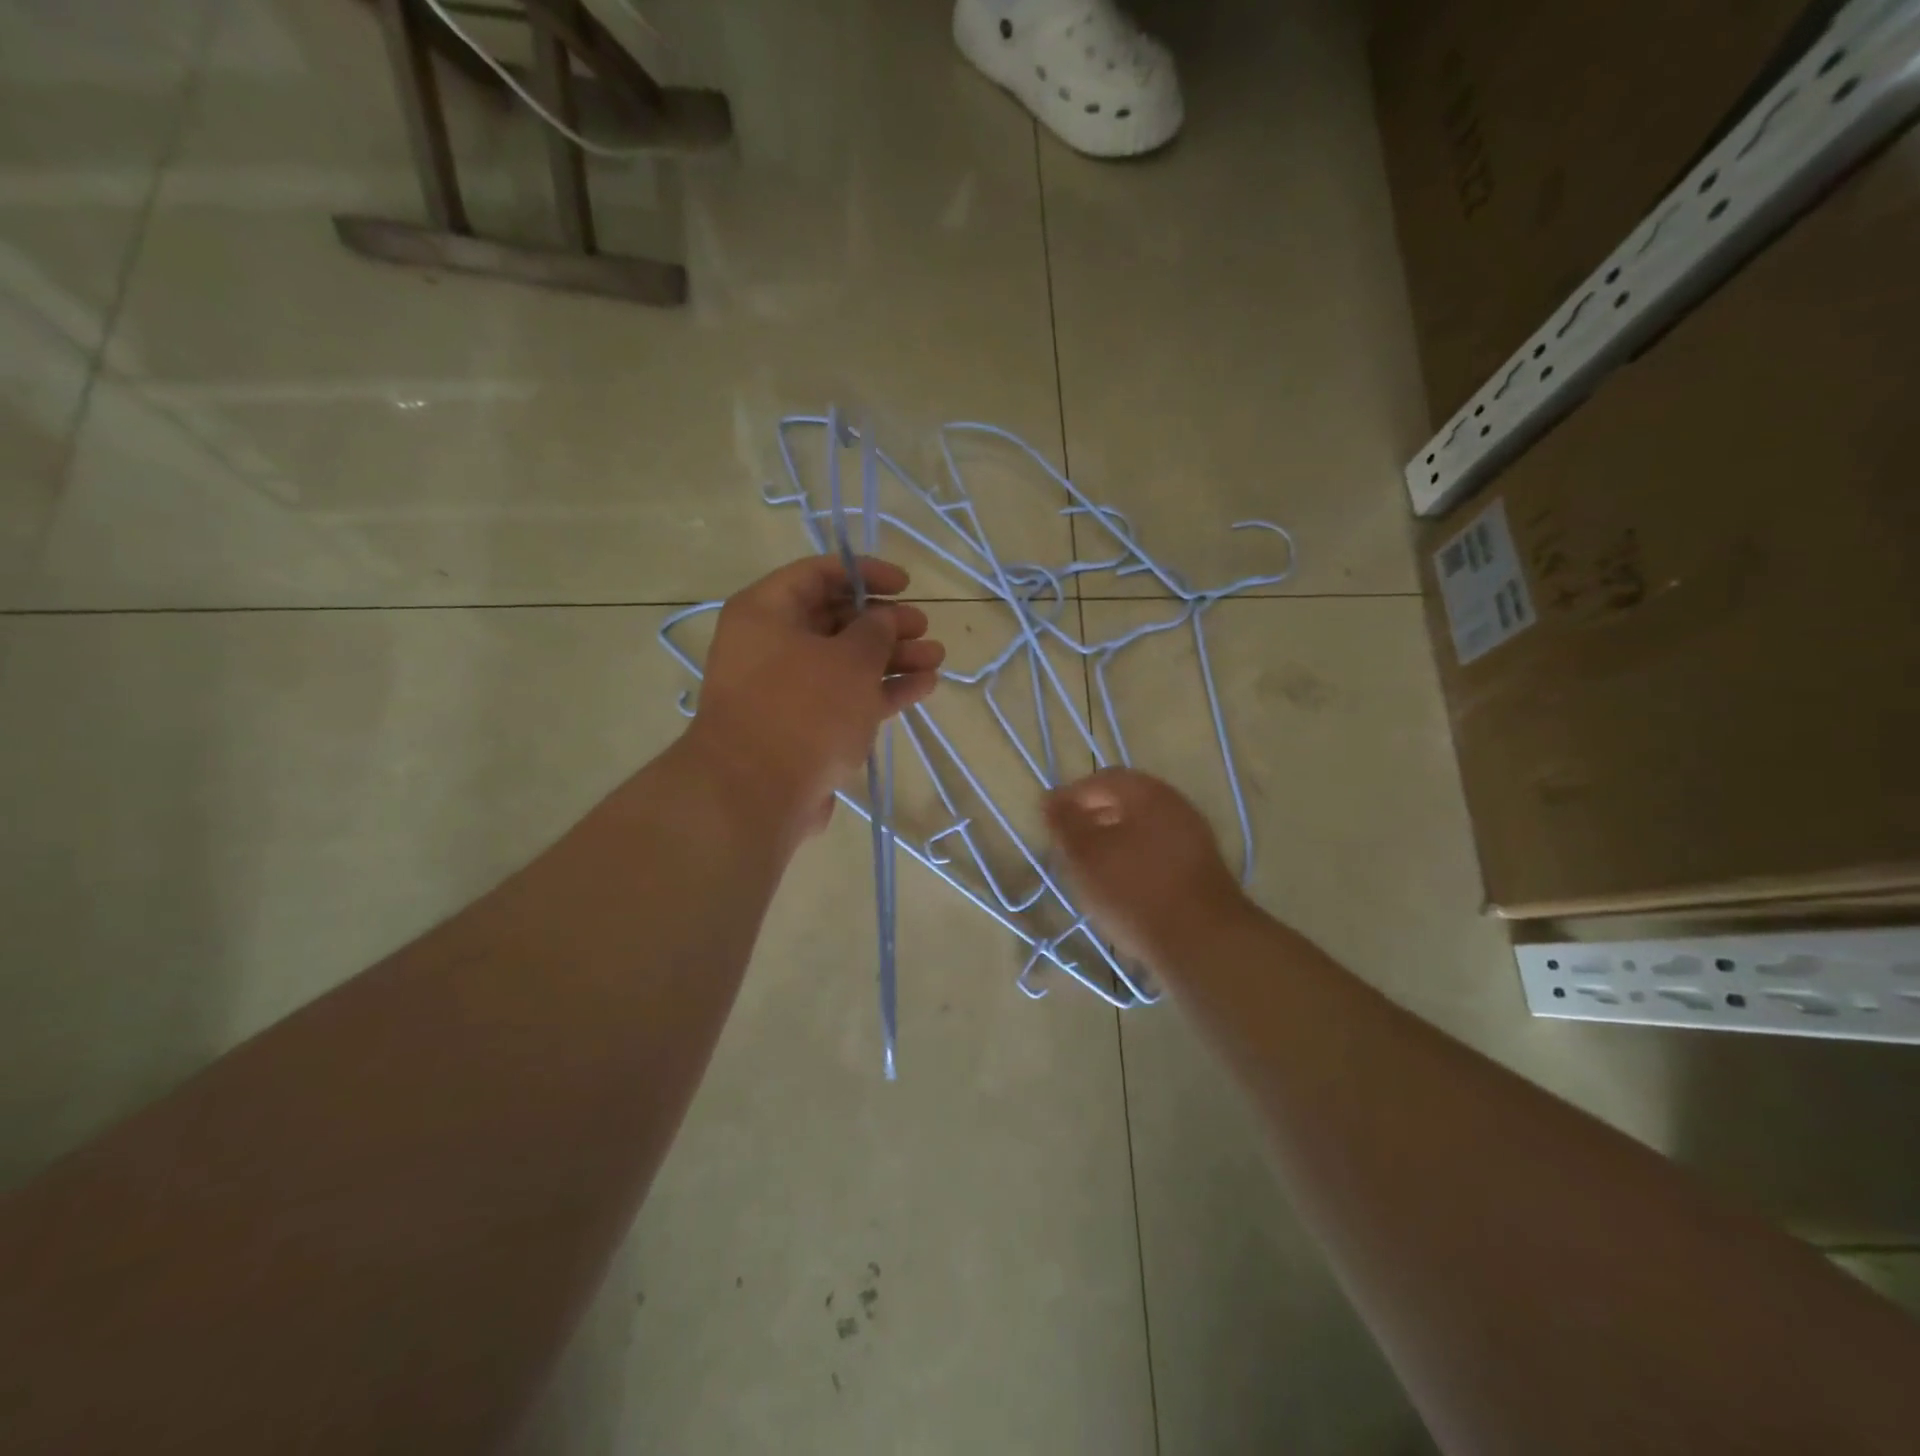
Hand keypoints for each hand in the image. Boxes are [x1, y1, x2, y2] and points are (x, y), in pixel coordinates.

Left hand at [689, 556, 944, 833]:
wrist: (756, 794)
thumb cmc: (803, 708)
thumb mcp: (849, 658)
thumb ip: (876, 630)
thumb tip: (884, 619)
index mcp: (765, 612)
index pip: (817, 574)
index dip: (864, 574)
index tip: (905, 585)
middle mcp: (770, 646)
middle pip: (835, 621)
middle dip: (885, 623)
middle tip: (924, 627)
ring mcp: (785, 690)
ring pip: (845, 662)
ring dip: (892, 658)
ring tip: (937, 659)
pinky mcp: (802, 729)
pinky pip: (846, 698)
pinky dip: (881, 691)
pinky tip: (923, 687)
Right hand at [1044, 769, 1248, 965]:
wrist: (1202, 942)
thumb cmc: (1134, 890)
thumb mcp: (1085, 855)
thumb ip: (1064, 823)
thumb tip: (1051, 798)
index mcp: (1148, 793)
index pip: (1103, 779)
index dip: (1072, 795)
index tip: (1049, 820)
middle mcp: (1175, 806)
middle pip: (1126, 802)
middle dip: (1092, 817)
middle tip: (1067, 843)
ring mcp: (1193, 837)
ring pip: (1142, 828)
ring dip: (1113, 840)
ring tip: (1089, 868)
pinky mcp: (1200, 869)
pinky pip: (1158, 852)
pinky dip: (1133, 859)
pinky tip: (1120, 886)